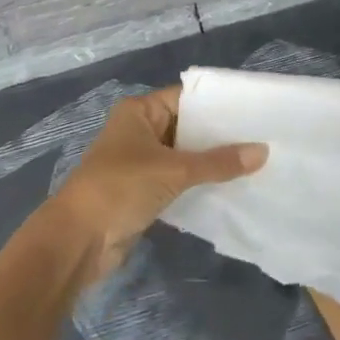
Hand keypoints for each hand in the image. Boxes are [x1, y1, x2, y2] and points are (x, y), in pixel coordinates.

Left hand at [46, 85, 267, 284]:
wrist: (77, 241)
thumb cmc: (120, 189)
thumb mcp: (174, 170)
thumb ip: (218, 162)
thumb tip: (263, 152)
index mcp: (140, 112)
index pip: (187, 98)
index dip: (218, 103)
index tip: (254, 108)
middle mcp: (140, 131)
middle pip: (188, 127)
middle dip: (220, 135)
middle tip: (262, 137)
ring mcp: (141, 162)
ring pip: (185, 156)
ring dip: (212, 162)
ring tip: (255, 161)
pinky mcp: (144, 191)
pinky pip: (179, 180)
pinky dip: (200, 183)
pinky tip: (232, 186)